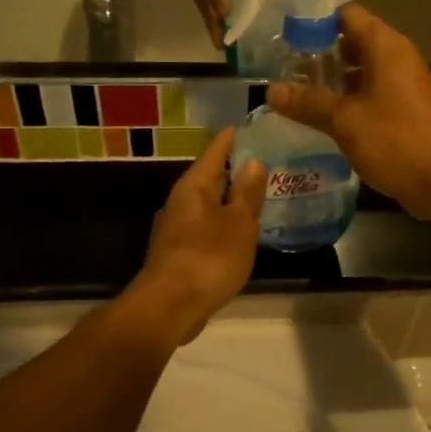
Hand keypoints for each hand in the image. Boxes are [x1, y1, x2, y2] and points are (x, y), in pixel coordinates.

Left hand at [131, 128, 267, 340]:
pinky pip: (204, 228)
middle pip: (208, 178)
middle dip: (232, 171)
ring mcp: (175, 229)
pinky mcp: (177, 254)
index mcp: (194, 187)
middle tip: (261, 162)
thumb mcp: (239, 223)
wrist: (169, 306)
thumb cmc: (208, 257)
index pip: (214, 153)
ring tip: (255, 197)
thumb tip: (252, 162)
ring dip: (227, 201)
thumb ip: (247, 193)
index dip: (230, 139)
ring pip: (206, 205)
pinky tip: (237, 234)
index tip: (244, 125)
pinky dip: (221, 225)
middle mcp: (180, 202)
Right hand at [266, 5, 430, 220]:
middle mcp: (396, 58)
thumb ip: (308, 102)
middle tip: (279, 65)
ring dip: (330, 80)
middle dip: (316, 53)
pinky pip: (369, 94)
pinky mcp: (404, 111)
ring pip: (359, 71)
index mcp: (385, 46)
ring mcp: (402, 86)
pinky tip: (319, 117)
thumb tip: (270, 90)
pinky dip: (345, 100)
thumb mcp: (345, 121)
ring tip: (292, 91)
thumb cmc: (397, 141)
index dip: (314, 20)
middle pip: (351, 41)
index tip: (282, 32)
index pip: (346, 14)